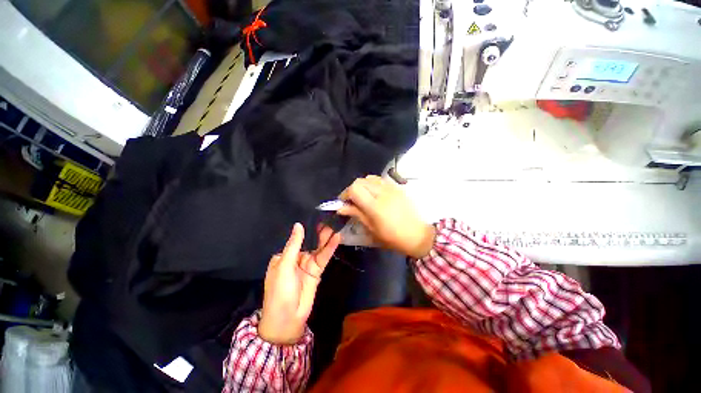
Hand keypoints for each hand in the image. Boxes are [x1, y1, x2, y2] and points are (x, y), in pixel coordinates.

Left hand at [259, 223, 340, 344]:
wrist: (288, 319)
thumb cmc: (280, 291)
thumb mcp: (284, 265)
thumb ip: (294, 244)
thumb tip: (298, 225)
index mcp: (284, 256)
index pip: (296, 239)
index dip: (305, 228)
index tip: (315, 216)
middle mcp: (296, 258)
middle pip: (309, 242)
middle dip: (318, 232)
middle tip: (328, 219)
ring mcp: (307, 265)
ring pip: (318, 248)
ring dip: (326, 238)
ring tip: (334, 225)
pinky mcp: (317, 271)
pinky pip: (323, 257)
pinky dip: (330, 248)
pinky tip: (336, 239)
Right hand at [337, 176, 434, 258]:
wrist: (417, 235)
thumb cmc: (392, 237)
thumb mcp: (371, 229)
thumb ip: (356, 214)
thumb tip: (340, 207)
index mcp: (375, 206)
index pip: (354, 188)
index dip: (346, 194)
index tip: (344, 203)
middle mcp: (383, 193)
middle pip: (360, 181)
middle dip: (353, 189)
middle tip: (352, 201)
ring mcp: (391, 188)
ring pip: (370, 178)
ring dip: (363, 185)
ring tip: (364, 197)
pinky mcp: (397, 187)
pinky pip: (380, 180)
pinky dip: (373, 184)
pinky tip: (374, 194)